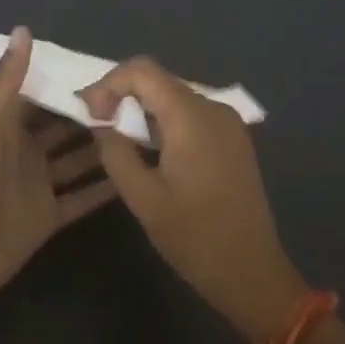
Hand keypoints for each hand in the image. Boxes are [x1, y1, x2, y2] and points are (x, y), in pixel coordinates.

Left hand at [0, 27, 117, 311]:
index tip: (106, 65)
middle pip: (63, 126)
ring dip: (104, 147)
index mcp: (4, 124)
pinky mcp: (50, 216)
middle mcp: (24, 150)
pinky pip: (82, 198)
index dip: (67, 80)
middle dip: (93, 112)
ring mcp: (38, 184)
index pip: (40, 93)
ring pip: (78, 159)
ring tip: (144, 129)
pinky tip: (137, 173)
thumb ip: (7, 79)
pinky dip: (105, 187)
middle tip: (137, 98)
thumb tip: (25, 29)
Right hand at [82, 59, 309, 343]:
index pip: (143, 70)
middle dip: (123, 95)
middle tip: (98, 126)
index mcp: (192, 116)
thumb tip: (101, 124)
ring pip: (174, 96)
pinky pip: (192, 114)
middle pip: (159, 80)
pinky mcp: (233, 139)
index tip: (91, 114)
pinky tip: (152, 151)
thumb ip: (116, 152)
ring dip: (143, 110)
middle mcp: (213, 107)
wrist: (253, 273)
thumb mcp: (144, 198)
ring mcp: (228, 122)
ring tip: (120, 140)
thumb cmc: (195, 238)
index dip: (109, 83)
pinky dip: (165, 122)